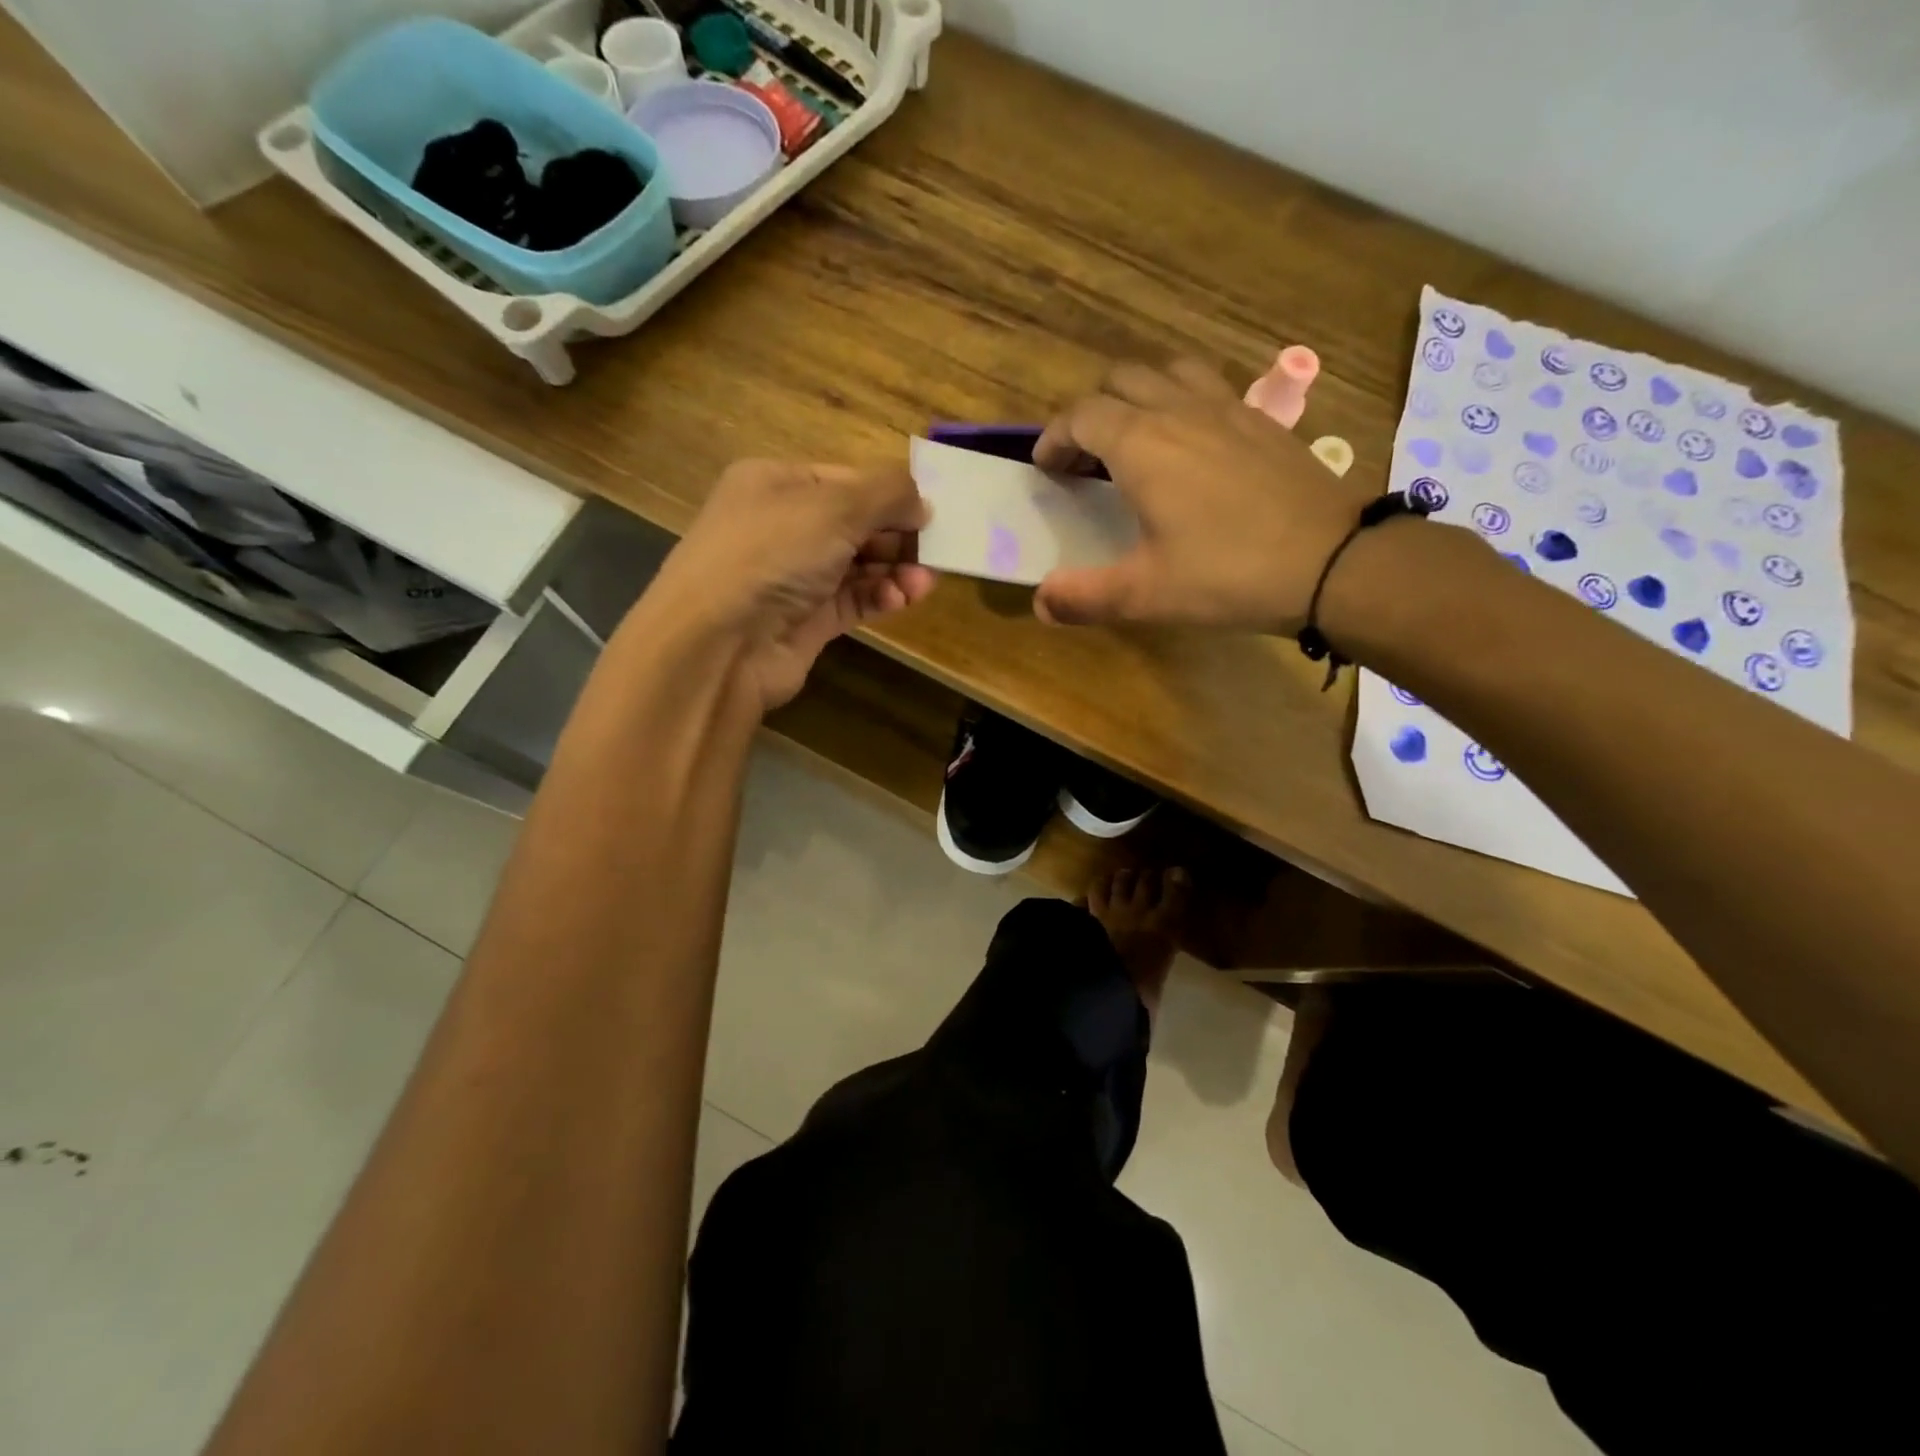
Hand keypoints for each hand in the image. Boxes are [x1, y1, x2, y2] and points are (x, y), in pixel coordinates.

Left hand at [646, 459, 935, 710]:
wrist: (719, 643)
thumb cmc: (773, 553)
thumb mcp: (835, 505)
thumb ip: (888, 493)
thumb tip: (923, 503)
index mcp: (776, 484)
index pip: (845, 480)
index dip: (889, 494)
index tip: (930, 511)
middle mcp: (782, 527)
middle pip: (855, 524)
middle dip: (897, 535)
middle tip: (937, 549)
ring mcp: (793, 577)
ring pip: (857, 566)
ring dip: (895, 569)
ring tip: (925, 581)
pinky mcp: (805, 621)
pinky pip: (852, 601)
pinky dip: (880, 597)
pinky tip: (903, 598)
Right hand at [1031, 359, 1377, 634]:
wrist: (1333, 561)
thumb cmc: (1228, 574)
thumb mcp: (1146, 595)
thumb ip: (1084, 597)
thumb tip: (1040, 602)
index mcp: (1142, 444)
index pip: (1081, 415)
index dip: (1054, 437)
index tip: (1046, 468)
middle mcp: (1180, 410)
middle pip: (1121, 379)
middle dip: (1091, 410)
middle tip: (1085, 457)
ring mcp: (1227, 408)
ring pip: (1168, 372)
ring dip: (1138, 395)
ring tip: (1134, 438)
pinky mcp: (1263, 420)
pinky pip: (1209, 388)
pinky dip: (1183, 401)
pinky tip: (1192, 446)